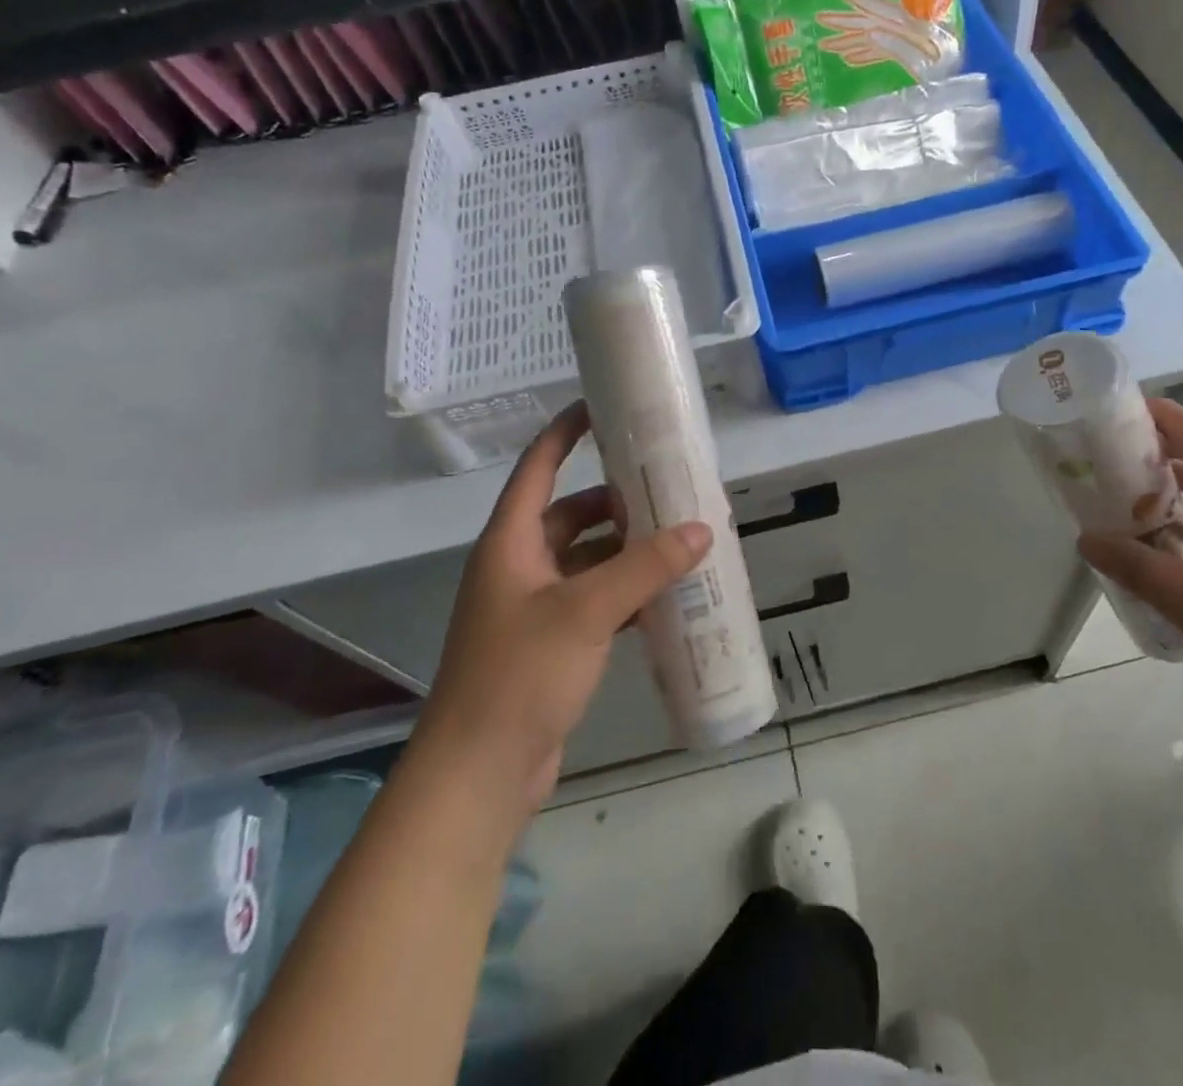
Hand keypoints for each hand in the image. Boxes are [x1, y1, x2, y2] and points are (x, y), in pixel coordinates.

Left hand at [413, 402, 710, 818]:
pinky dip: (624, 594)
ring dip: (626, 551)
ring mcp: (532, 609)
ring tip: (678, 540)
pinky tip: (664, 598)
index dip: (565, 433)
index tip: (602, 407)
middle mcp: (518, 567)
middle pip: (570, 515)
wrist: (479, 775)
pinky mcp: (549, 646)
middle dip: (616, 502)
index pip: (537, 468)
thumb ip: (646, 567)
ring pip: (586, 561)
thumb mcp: (587, 611)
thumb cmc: (520, 675)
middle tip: (668, 490)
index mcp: (511, 543)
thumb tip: (702, 529)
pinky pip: (593, 602)